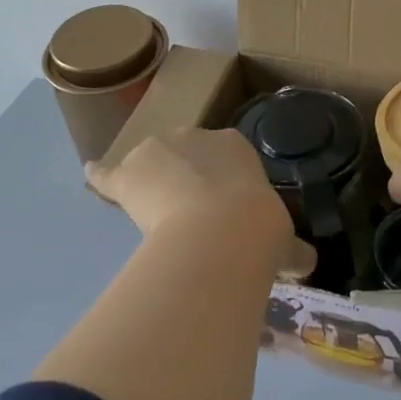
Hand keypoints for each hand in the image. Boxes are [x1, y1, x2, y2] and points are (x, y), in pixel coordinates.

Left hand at [87, 128, 313, 276]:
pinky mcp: (127, 175)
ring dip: (150, 182)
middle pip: (185, 153)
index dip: (222, 182)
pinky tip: (92, 177)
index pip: (224, 156)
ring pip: (149, 163)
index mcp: (235, 146)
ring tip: (152, 210)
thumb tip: (309, 262)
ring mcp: (157, 152)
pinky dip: (100, 178)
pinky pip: (108, 174)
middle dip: (186, 178)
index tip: (223, 206)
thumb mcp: (284, 240)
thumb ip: (293, 248)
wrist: (223, 231)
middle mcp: (195, 137)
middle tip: (191, 214)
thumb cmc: (259, 229)